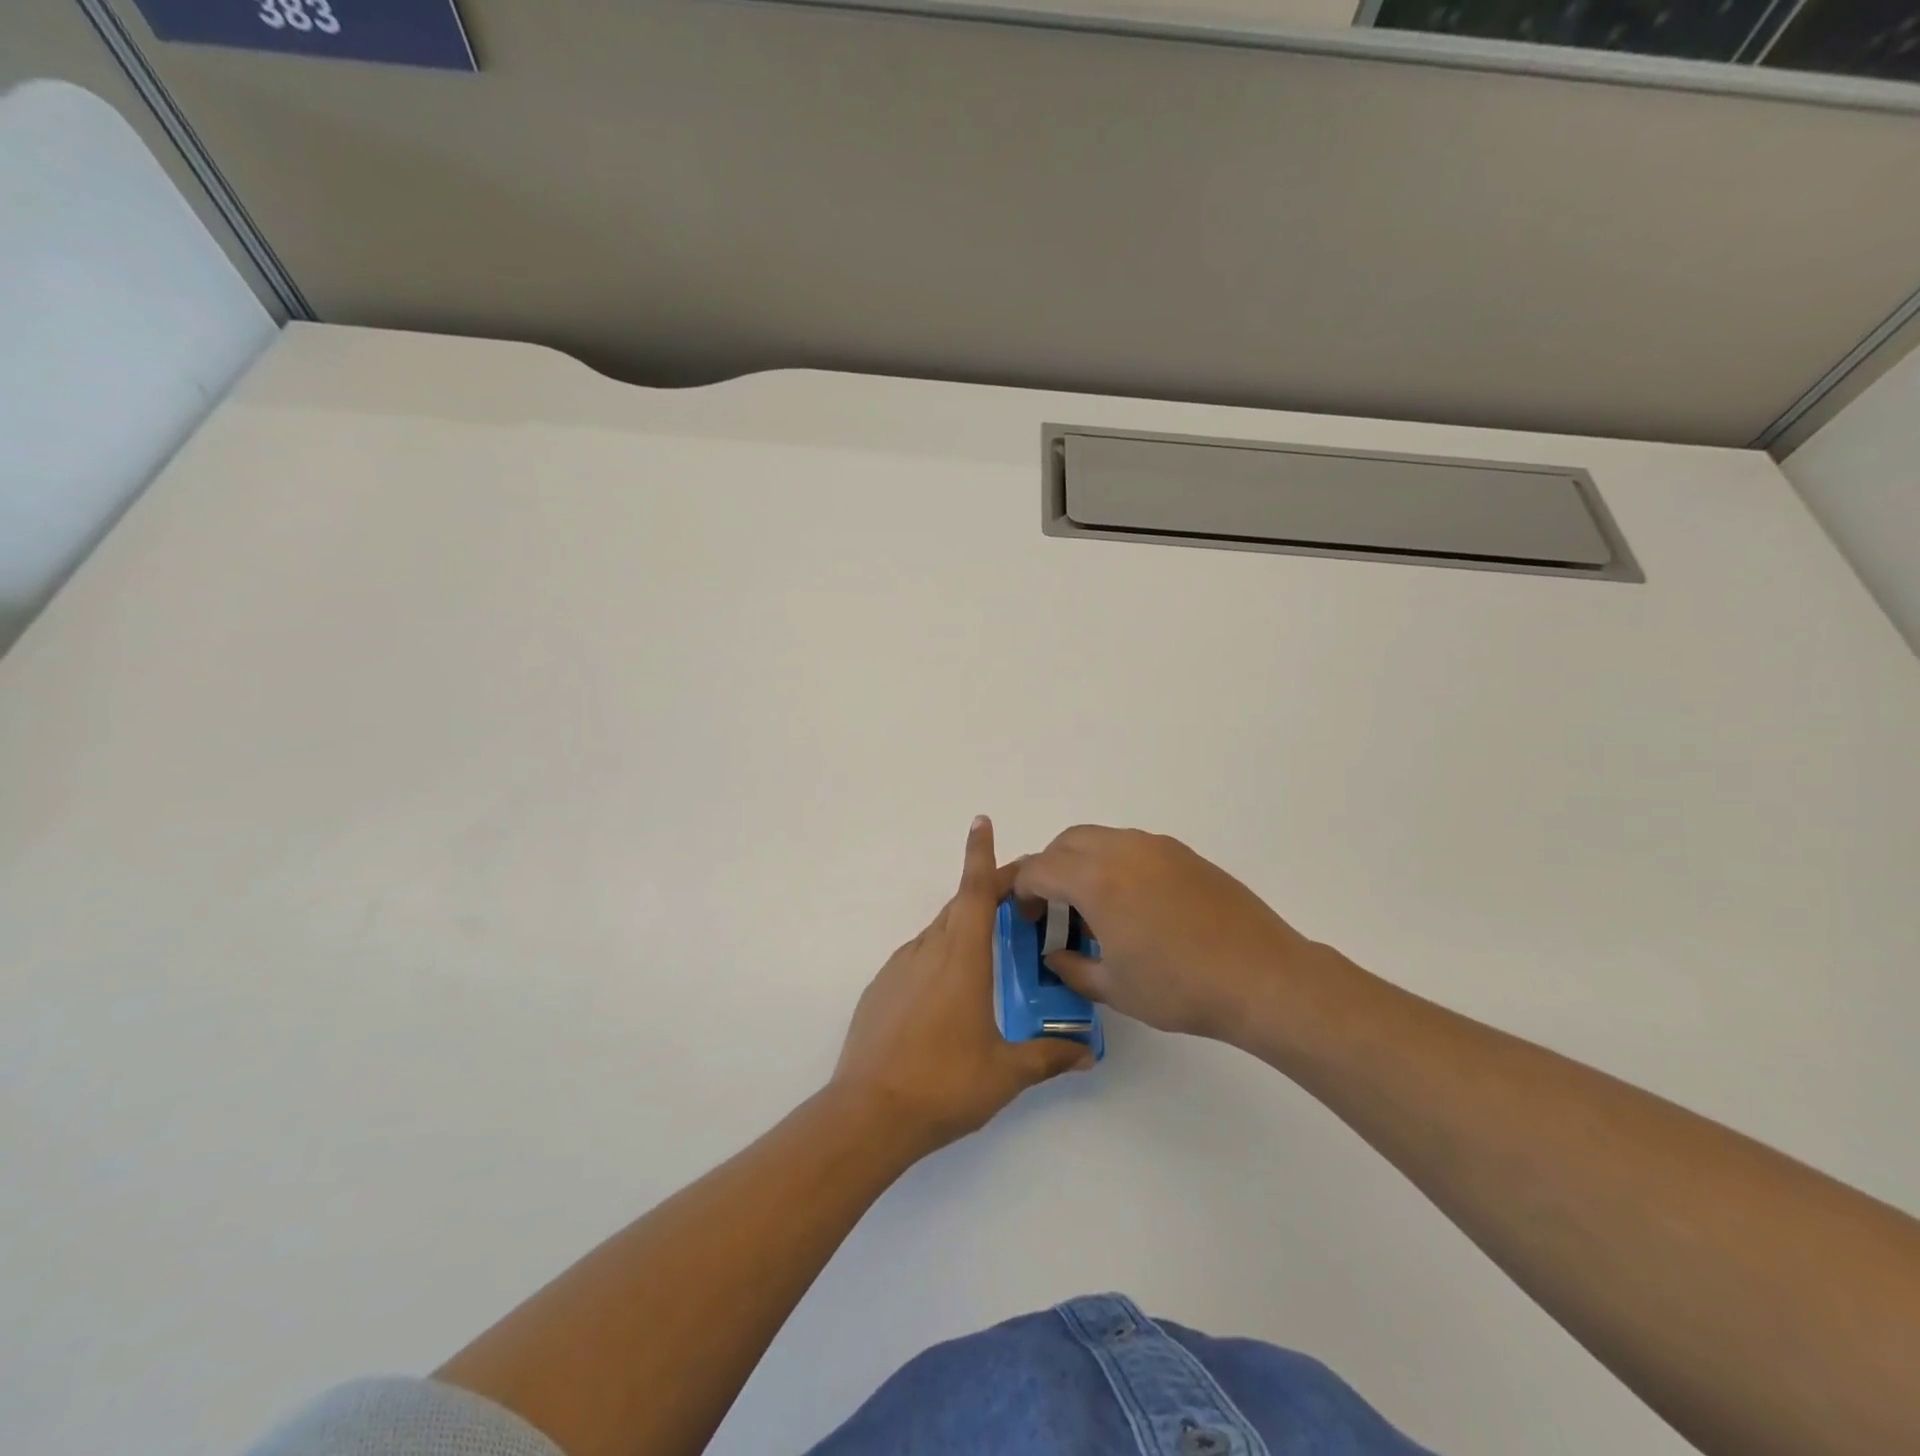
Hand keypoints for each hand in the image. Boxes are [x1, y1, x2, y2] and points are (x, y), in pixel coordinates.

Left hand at [832, 816, 1093, 1152]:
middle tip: (1018, 901)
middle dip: (986, 893)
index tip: (981, 820)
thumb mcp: (1005, 1073)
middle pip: (959, 907)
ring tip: (989, 955)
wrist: (868, 1113)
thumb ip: (1048, 1055)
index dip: (980, 854)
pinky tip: (948, 997)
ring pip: (937, 933)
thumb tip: (1087, 1052)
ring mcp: (898, 968)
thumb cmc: (944, 1084)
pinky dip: (938, 958)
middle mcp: (928, 951)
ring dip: (963, 929)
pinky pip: (916, 959)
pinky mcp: (880, 989)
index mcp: (961, 958)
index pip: (975, 891)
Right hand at [1014, 825, 1317, 1043]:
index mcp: (1095, 879)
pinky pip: (1133, 847)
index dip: (1020, 889)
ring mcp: (1157, 847)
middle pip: (1066, 842)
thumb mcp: (1114, 987)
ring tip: (1092, 907)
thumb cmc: (1179, 986)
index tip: (1024, 915)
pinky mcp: (1184, 854)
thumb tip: (1054, 956)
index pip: (1039, 869)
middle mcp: (1122, 849)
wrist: (1261, 977)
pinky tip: (1132, 905)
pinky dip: (1115, 864)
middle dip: (1048, 869)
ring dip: (1082, 863)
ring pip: (1101, 838)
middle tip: (1051, 908)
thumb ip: (1072, 968)